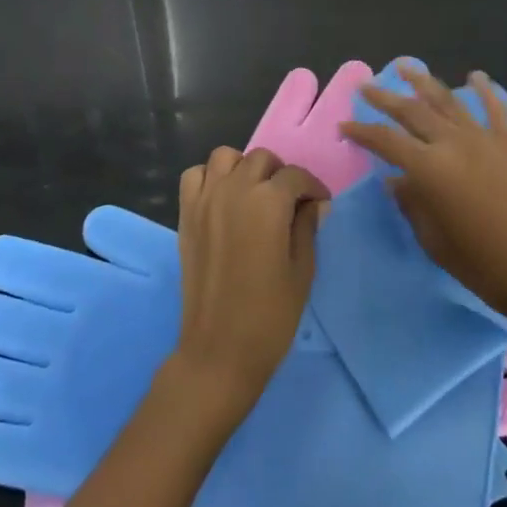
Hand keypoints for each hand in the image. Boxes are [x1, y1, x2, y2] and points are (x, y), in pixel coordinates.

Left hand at [170, 147, 328, 420]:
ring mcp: (206, 199)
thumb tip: (313, 203)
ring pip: (225, 157)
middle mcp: (235, 189)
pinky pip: (195, 176)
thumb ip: (307, 227)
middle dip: (280, 174)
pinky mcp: (186, 215)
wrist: (219, 349)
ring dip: (244, 168)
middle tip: (290, 201)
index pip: (295, 176)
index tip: (320, 204)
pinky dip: (210, 178)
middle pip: (261, 159)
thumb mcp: (302, 271)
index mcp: (268, 202)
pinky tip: (223, 200)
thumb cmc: (270, 315)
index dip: (313, 187)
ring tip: (255, 194)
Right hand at [341, 62, 506, 335]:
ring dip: (425, 82)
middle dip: (385, 98)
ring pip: (448, 101)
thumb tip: (396, 181)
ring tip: (406, 67)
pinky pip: (495, 109)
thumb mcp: (434, 239)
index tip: (344, 126)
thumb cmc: (482, 264)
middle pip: (412, 112)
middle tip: (365, 88)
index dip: (362, 132)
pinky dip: (485, 90)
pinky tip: (475, 76)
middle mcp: (453, 143)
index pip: (385, 141)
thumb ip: (412, 204)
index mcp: (429, 168)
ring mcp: (484, 139)